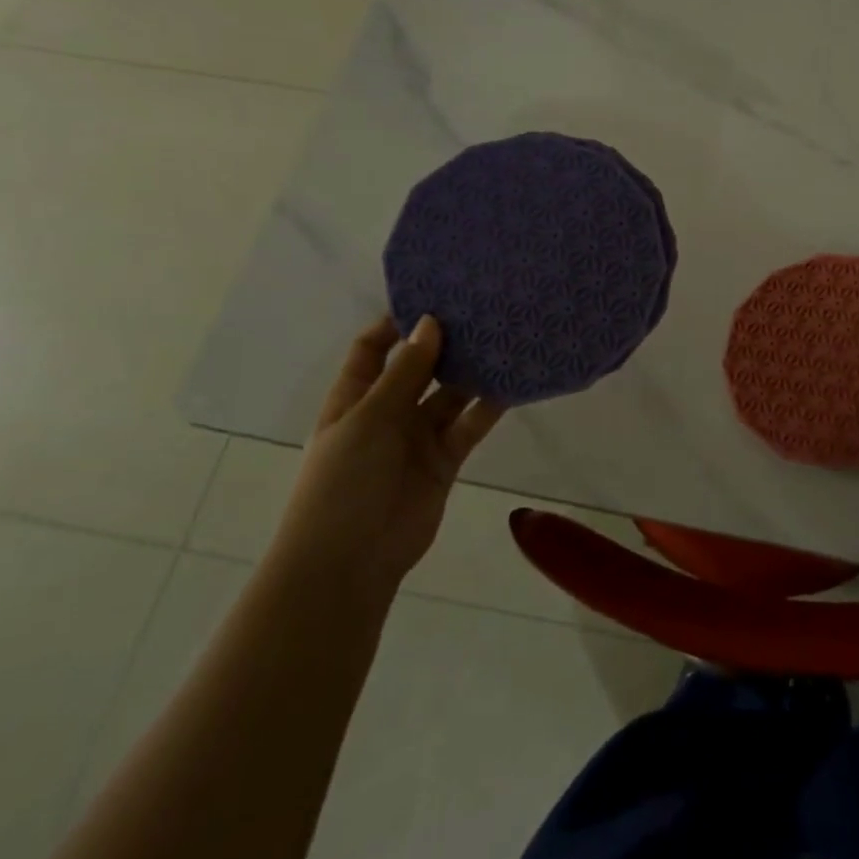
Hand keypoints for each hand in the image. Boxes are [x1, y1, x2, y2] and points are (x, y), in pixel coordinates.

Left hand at [270, 315, 504, 605]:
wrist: (350, 562)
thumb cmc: (343, 482)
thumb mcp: (368, 418)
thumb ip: (404, 372)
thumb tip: (430, 323)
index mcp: (355, 397)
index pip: (373, 348)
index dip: (397, 323)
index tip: (434, 296)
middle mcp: (387, 411)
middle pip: (418, 367)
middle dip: (444, 342)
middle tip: (481, 309)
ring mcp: (418, 436)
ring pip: (450, 394)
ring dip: (472, 370)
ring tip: (505, 336)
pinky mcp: (446, 459)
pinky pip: (471, 423)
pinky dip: (491, 405)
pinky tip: (514, 380)